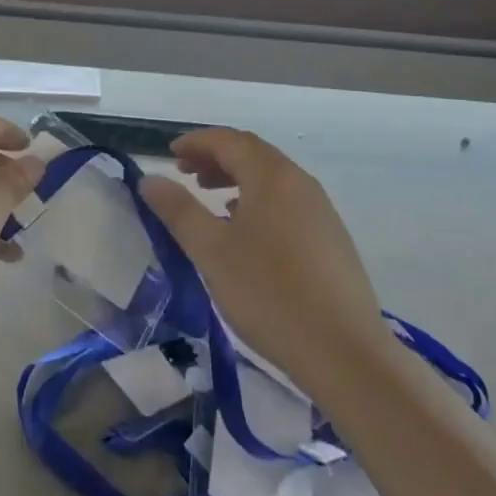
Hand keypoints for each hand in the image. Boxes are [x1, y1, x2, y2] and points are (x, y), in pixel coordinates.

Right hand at [139, 130, 388, 396]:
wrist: (346, 353)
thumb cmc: (270, 294)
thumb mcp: (212, 252)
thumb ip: (178, 211)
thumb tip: (150, 179)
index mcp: (272, 176)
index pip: (229, 141)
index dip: (197, 141)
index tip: (170, 154)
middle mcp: (300, 183)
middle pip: (253, 154)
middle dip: (215, 158)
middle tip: (185, 174)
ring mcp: (321, 211)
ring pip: (271, 179)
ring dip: (237, 179)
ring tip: (210, 200)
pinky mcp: (331, 239)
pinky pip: (286, 202)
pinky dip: (258, 201)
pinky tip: (245, 233)